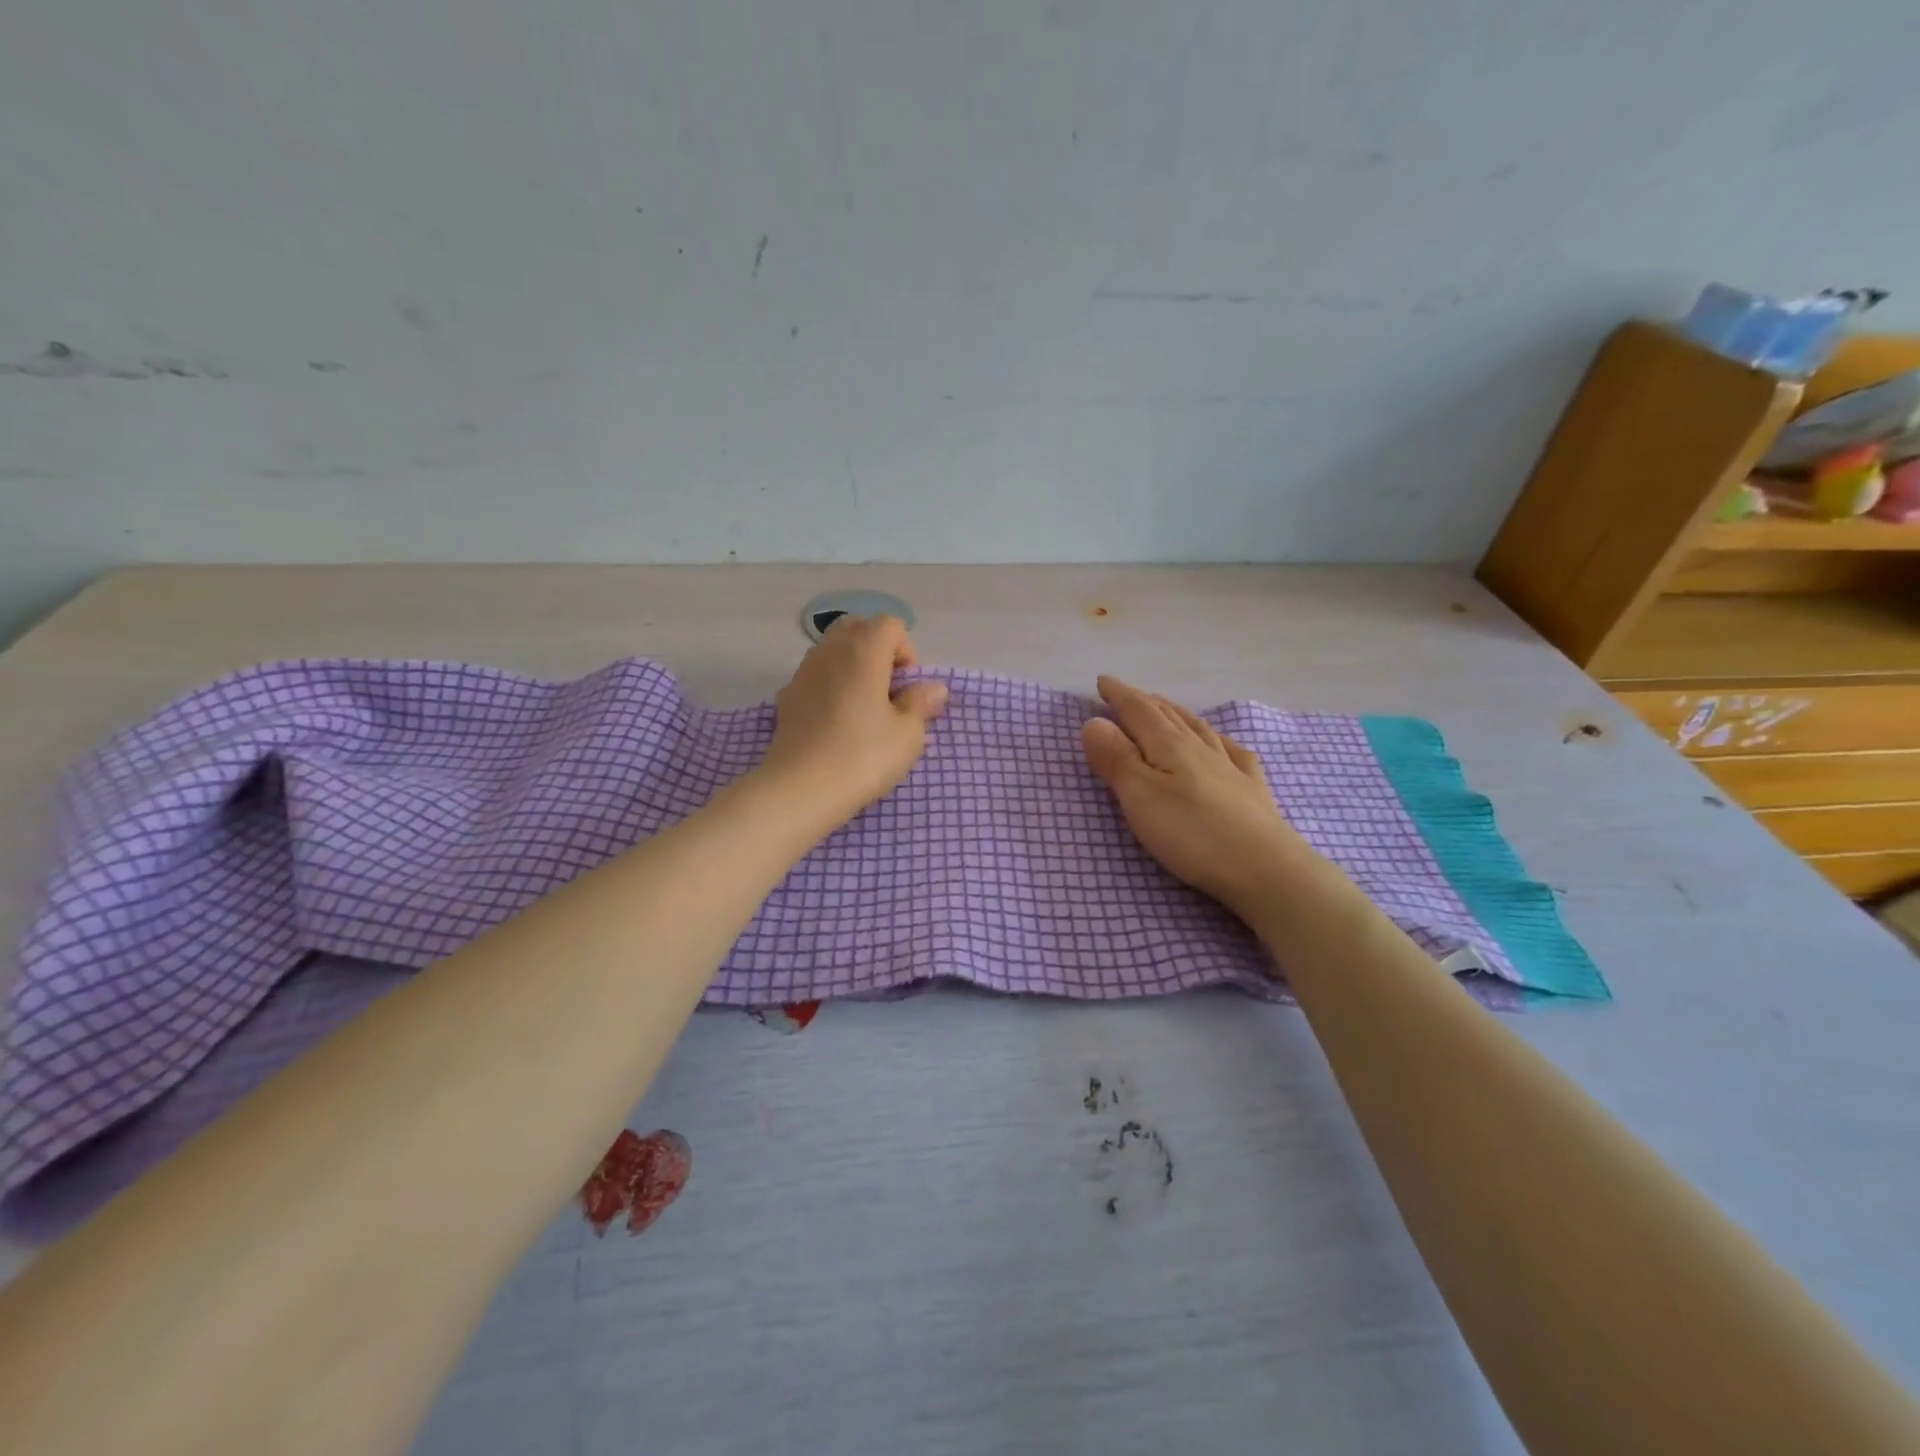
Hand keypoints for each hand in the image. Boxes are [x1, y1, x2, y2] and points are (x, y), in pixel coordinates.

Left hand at [757, 615, 948, 825]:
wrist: (800, 789)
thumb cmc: (863, 756)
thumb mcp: (908, 734)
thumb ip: (921, 704)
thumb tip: (933, 688)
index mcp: (864, 650)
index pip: (891, 625)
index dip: (906, 651)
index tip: (907, 688)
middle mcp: (830, 650)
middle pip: (858, 628)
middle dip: (877, 651)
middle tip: (888, 691)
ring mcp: (803, 672)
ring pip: (833, 651)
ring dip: (853, 668)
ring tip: (864, 709)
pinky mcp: (786, 698)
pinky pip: (816, 677)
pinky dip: (831, 687)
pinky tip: (837, 724)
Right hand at [1080, 675, 1314, 915]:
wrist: (1266, 869)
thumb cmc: (1192, 834)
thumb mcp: (1140, 797)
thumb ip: (1117, 759)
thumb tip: (1093, 721)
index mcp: (1170, 746)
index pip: (1139, 711)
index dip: (1119, 695)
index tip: (1103, 681)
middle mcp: (1200, 748)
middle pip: (1169, 716)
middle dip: (1145, 702)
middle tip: (1128, 694)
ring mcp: (1230, 768)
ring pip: (1199, 729)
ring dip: (1178, 715)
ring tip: (1166, 709)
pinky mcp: (1252, 791)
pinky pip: (1233, 753)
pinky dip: (1220, 740)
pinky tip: (1222, 743)